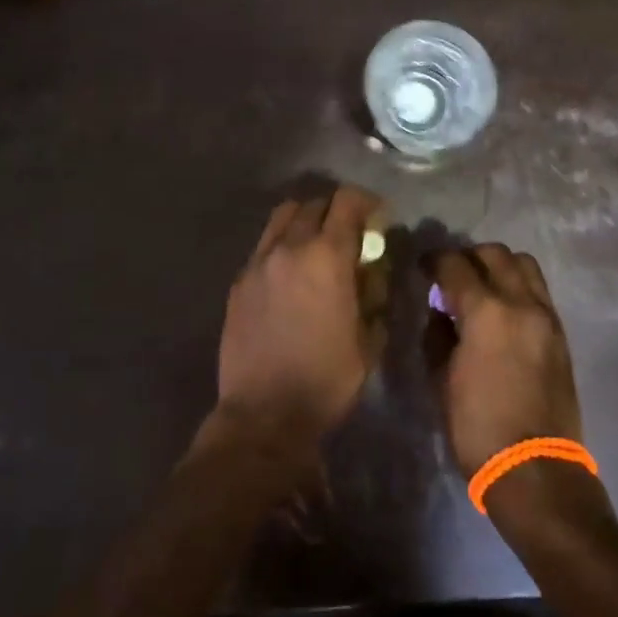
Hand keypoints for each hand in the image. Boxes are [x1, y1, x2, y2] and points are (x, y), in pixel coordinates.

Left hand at [217, 186, 387, 443]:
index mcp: (327, 256)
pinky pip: (264, 246)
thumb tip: (373, 270)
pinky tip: (290, 274)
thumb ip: (375, 293)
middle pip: (314, 203)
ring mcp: (258, 263)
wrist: (264, 414)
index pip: (348, 202)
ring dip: (305, 221)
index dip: (367, 202)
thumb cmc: (327, 379)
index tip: (378, 217)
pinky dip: (282, 245)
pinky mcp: (238, 282)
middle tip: (350, 233)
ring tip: (317, 246)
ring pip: (283, 217)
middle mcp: (289, 247)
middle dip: (337, 210)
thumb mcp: (369, 338)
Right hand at [430, 244, 583, 479]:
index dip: (434, 261)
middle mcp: (521, 303)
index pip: (456, 265)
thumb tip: (440, 311)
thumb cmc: (477, 427)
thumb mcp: (441, 380)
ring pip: (524, 265)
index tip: (423, 268)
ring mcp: (547, 316)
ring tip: (481, 287)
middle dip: (469, 257)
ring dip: (499, 266)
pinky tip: (502, 311)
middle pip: (495, 254)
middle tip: (451, 276)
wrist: (535, 468)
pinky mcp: (561, 333)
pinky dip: (518, 287)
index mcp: (486, 312)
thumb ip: (438, 335)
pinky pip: (538, 291)